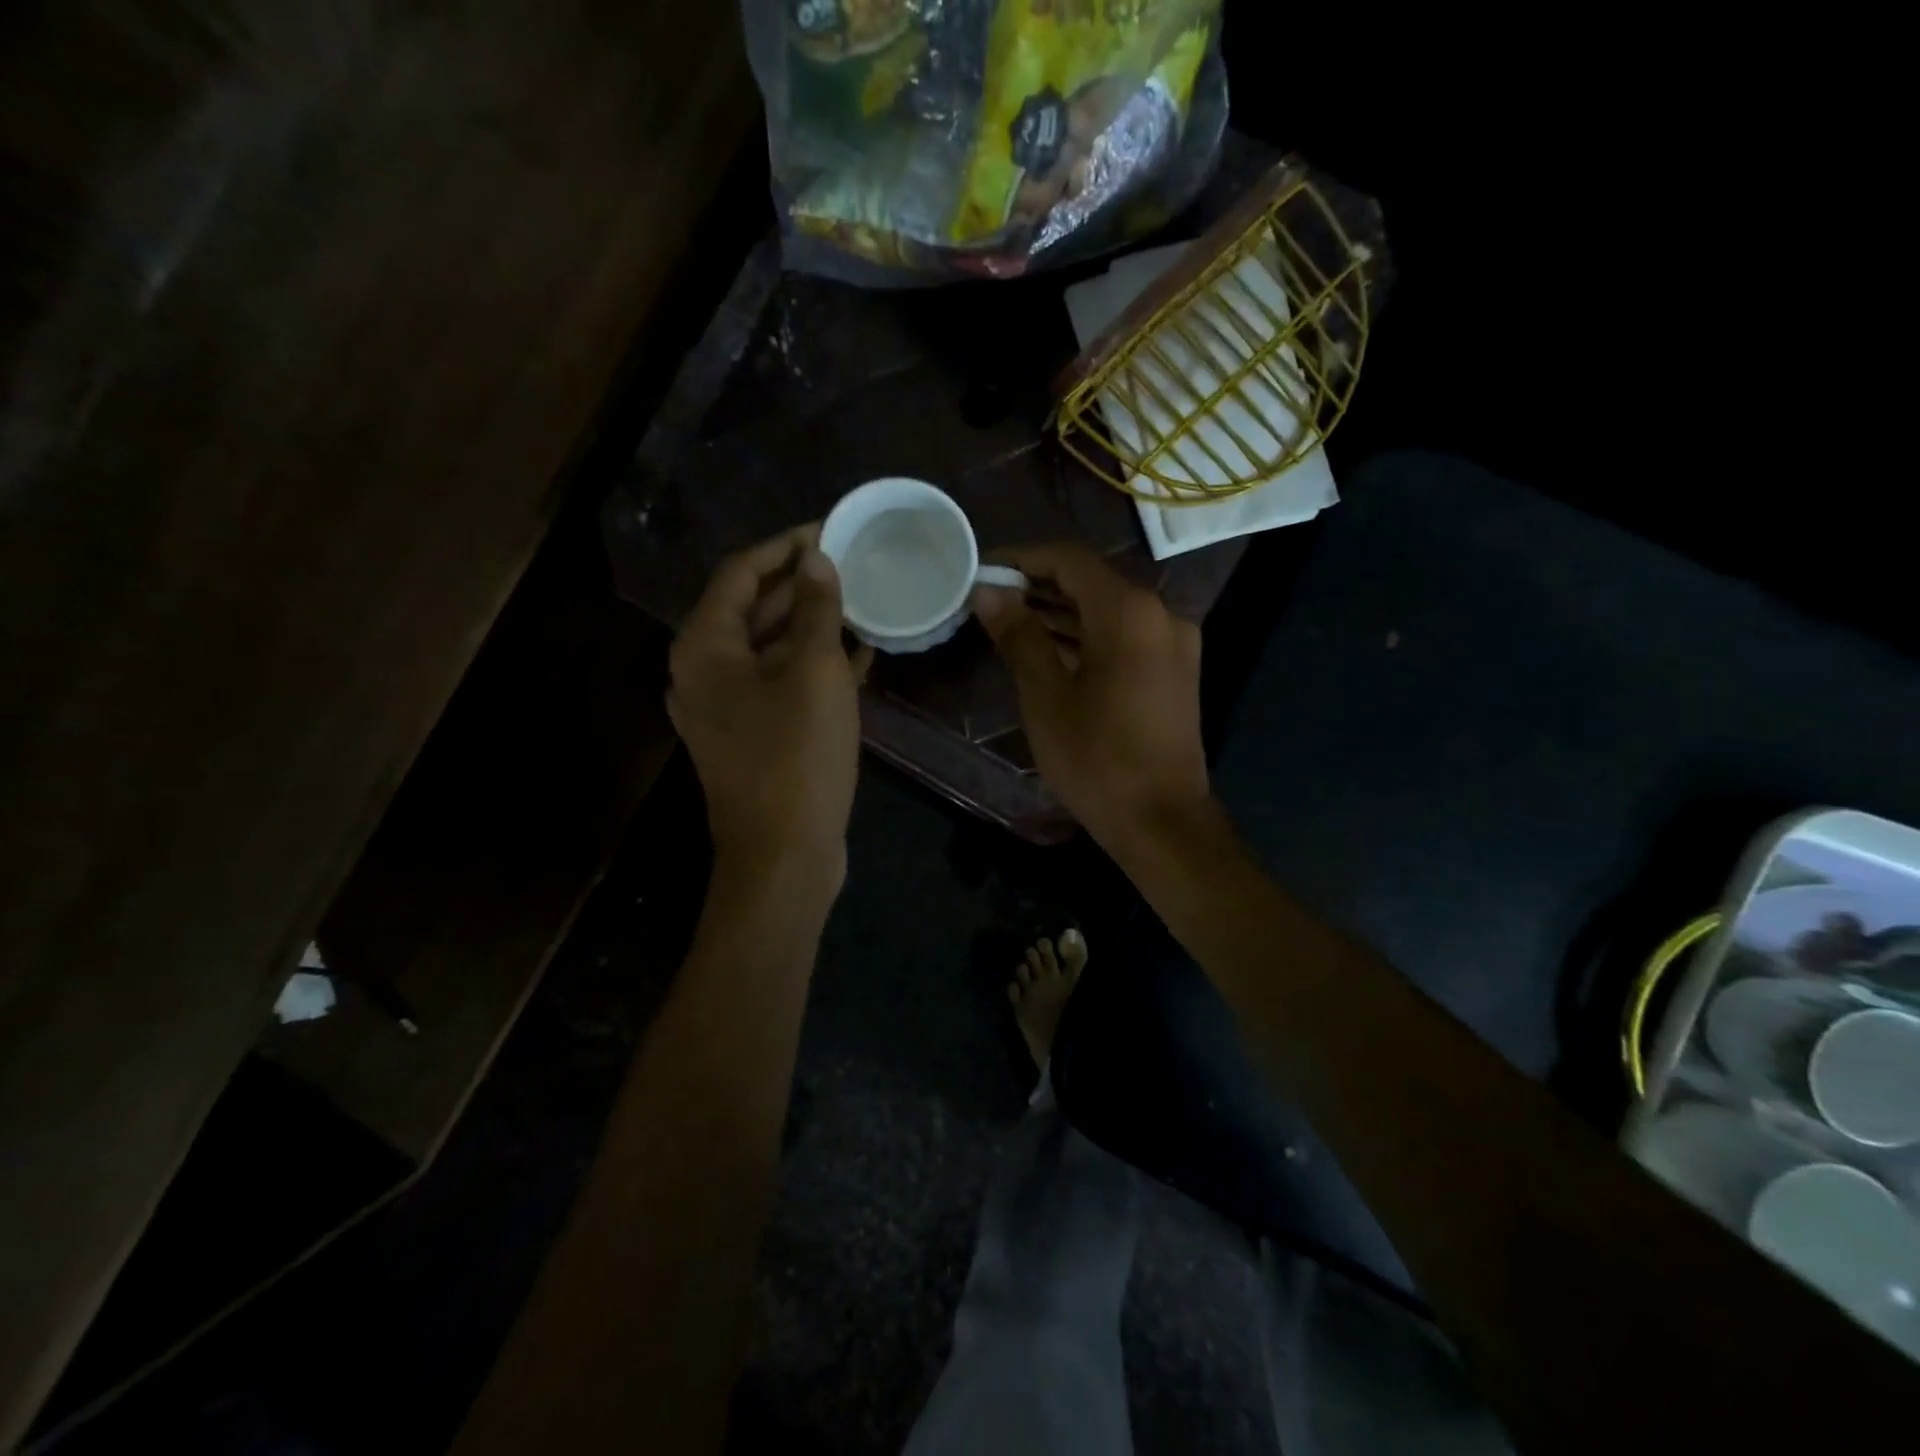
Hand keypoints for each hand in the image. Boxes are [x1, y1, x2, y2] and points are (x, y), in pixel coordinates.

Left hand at [670, 525, 869, 888]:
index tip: (829, 529)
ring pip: (769, 648)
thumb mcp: (814, 672)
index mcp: (705, 647)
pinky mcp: (752, 736)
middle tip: (850, 563)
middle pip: (751, 609)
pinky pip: (780, 684)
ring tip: (860, 601)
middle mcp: (703, 672)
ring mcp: (726, 708)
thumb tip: (816, 560)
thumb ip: (815, 610)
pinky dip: (813, 666)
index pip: (740, 573)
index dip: (784, 547)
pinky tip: (858, 654)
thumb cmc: (796, 756)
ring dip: (811, 625)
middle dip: (800, 584)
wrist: (783, 854)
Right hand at [971, 544, 1209, 851]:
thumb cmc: (1096, 759)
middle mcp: (1160, 614)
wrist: (1162, 821)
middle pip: (1092, 581)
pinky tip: (1051, 647)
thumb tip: (988, 593)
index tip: (983, 569)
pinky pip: (1126, 635)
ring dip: (1062, 611)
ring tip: (1010, 620)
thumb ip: (1018, 635)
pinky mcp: (1175, 669)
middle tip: (990, 598)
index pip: (1069, 560)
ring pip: (1109, 609)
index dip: (1022, 558)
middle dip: (1039, 585)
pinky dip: (1089, 634)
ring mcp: (1174, 642)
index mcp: (1129, 612)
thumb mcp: (1046, 695)